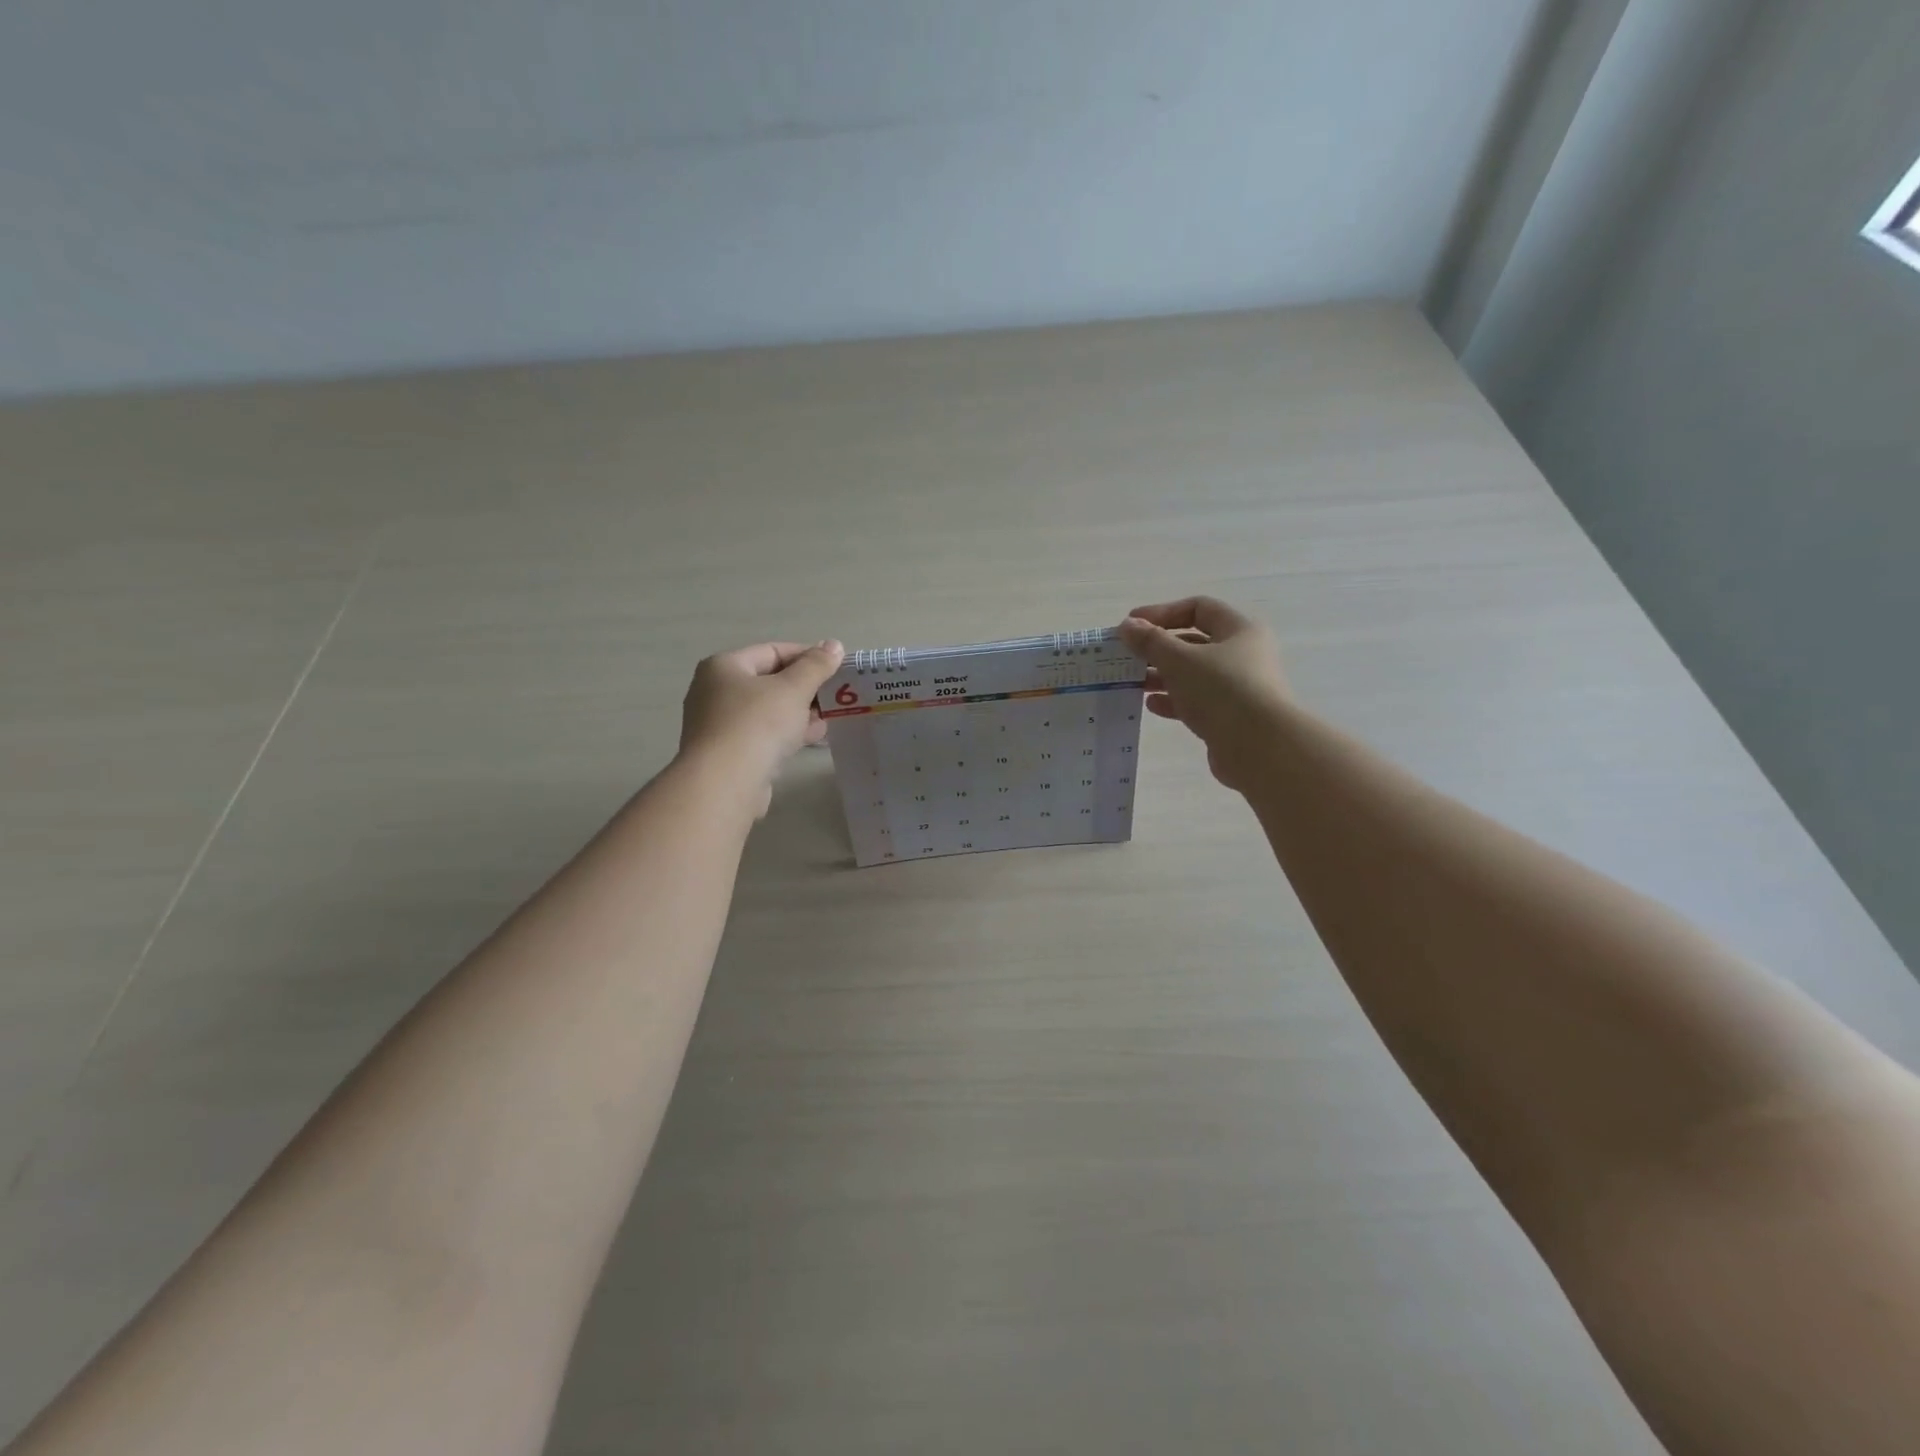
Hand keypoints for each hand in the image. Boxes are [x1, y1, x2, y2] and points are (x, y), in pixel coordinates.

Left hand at [679, 640, 844, 814]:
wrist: (725, 783)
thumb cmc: (758, 724)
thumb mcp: (793, 689)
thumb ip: (816, 666)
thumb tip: (834, 645)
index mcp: (724, 666)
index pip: (772, 651)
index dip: (807, 656)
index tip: (836, 667)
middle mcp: (714, 691)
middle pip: (768, 681)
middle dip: (804, 688)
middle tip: (835, 695)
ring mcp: (718, 725)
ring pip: (767, 711)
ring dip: (799, 713)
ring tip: (829, 718)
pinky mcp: (727, 754)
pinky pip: (762, 735)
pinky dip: (786, 734)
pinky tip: (812, 739)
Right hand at [1118, 597, 1289, 791]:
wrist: (1259, 748)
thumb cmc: (1221, 690)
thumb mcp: (1179, 660)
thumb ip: (1150, 641)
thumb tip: (1127, 626)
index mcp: (1240, 630)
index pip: (1198, 608)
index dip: (1162, 613)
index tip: (1131, 625)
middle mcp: (1243, 655)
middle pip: (1194, 642)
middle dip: (1158, 648)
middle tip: (1128, 657)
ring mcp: (1238, 687)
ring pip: (1193, 674)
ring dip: (1162, 676)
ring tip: (1135, 683)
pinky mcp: (1230, 716)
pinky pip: (1197, 701)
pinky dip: (1174, 701)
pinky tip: (1151, 706)